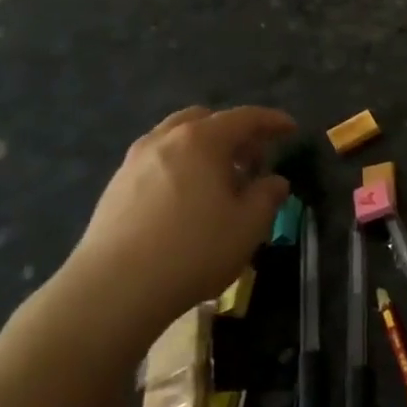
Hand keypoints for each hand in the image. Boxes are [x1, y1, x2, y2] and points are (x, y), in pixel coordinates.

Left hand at [59, 106, 293, 334]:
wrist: (115, 288)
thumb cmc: (194, 249)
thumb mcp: (249, 225)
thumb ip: (267, 196)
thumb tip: (275, 182)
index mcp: (202, 141)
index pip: (244, 118)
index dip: (272, 121)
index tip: (291, 129)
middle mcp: (165, 141)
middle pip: (205, 120)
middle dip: (234, 133)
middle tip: (253, 160)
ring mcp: (134, 162)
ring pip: (176, 139)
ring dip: (204, 149)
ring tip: (221, 181)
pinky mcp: (115, 188)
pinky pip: (157, 162)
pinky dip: (181, 167)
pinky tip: (188, 199)